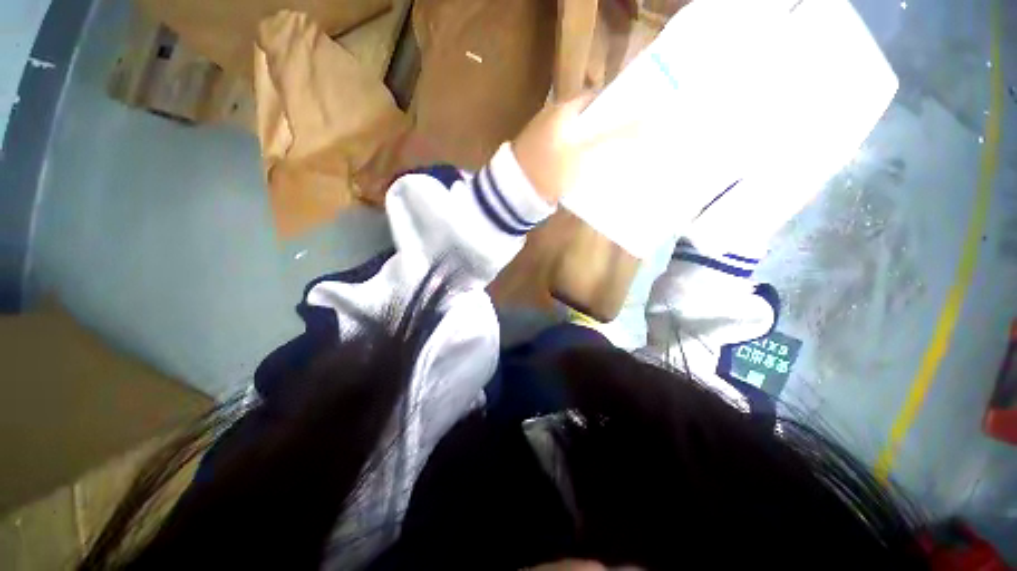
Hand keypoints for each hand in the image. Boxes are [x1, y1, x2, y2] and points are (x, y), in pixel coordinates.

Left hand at [512, 93, 648, 206]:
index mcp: (563, 109)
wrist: (515, 195)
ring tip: (623, 156)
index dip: (620, 104)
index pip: (598, 97)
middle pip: (590, 119)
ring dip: (598, 146)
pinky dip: (584, 159)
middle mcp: (555, 120)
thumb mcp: (583, 152)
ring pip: (581, 139)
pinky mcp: (546, 160)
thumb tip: (651, 119)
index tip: (641, 116)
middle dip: (611, 128)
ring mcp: (549, 141)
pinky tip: (597, 170)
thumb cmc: (549, 169)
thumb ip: (614, 135)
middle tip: (636, 140)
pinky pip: (571, 155)